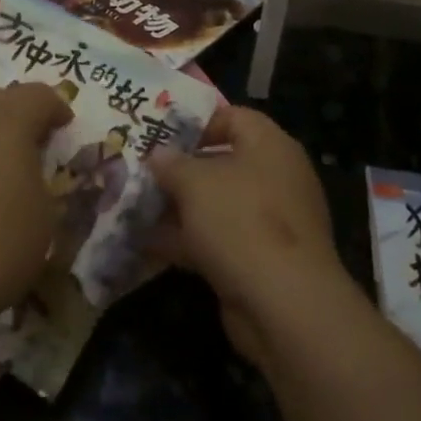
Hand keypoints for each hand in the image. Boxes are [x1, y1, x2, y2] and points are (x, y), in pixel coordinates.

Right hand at [149, 106, 350, 367]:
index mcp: (270, 145)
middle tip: (141, 172)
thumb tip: (158, 155)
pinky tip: (148, 244)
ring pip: (217, 204)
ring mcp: (271, 221)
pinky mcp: (262, 259)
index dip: (195, 123)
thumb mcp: (195, 183)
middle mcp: (275, 177)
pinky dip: (188, 240)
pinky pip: (219, 238)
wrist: (284, 304)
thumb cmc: (240, 221)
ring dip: (179, 207)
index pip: (232, 116)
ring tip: (135, 207)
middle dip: (180, 170)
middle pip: (222, 162)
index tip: (160, 136)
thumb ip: (171, 164)